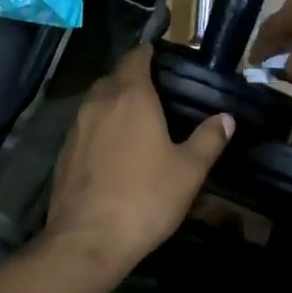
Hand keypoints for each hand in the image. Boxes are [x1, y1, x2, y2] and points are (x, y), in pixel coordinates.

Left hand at [43, 44, 232, 271]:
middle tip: (156, 91)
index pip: (137, 57)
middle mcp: (100, 101)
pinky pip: (85, 125)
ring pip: (97, 100)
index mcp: (131, 96)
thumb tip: (226, 118)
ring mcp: (77, 126)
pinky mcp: (64, 150)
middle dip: (132, 77)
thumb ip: (209, 140)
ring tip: (136, 118)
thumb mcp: (188, 171)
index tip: (163, 57)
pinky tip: (113, 148)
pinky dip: (100, 126)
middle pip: (115, 76)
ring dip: (114, 101)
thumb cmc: (145, 198)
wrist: (87, 239)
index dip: (149, 53)